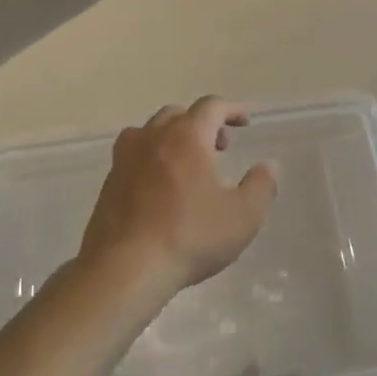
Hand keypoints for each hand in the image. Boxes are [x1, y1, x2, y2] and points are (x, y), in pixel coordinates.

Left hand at [78, 97, 278, 297]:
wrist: (125, 269)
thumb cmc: (190, 237)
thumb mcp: (243, 216)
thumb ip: (261, 186)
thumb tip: (268, 166)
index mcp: (186, 137)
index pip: (211, 107)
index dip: (232, 109)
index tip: (245, 121)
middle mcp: (152, 138)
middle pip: (177, 115)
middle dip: (202, 123)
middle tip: (220, 146)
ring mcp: (124, 160)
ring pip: (149, 133)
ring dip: (172, 138)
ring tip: (188, 163)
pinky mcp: (108, 184)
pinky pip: (133, 157)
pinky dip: (152, 159)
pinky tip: (161, 188)